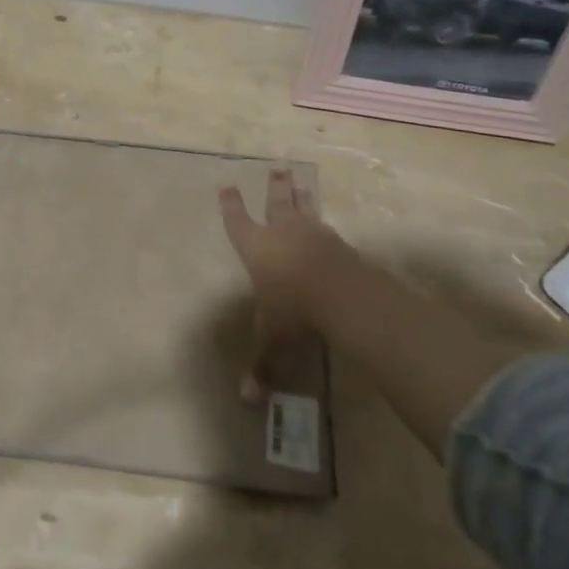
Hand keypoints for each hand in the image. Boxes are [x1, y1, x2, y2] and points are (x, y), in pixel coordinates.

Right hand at [219, 167, 358, 404]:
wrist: (341, 294)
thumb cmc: (293, 310)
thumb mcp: (273, 341)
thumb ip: (262, 367)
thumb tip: (247, 402)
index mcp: (257, 249)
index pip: (238, 223)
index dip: (231, 206)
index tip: (227, 185)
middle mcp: (283, 234)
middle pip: (277, 203)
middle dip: (275, 186)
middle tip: (277, 167)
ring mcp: (314, 235)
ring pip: (305, 209)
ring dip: (301, 196)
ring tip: (300, 180)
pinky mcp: (340, 244)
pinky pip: (328, 229)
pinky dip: (323, 223)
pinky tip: (327, 225)